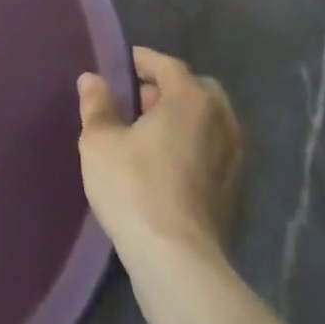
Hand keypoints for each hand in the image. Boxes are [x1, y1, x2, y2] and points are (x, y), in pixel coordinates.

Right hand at [77, 46, 242, 261]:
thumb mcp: (100, 140)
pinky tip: (165, 163)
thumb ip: (97, 105)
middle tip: (139, 100)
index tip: (124, 63)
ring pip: (209, 123)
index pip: (169, 65)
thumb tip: (92, 79)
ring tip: (149, 132)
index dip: (144, 60)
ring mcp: (232, 160)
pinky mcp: (233, 194)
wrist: (177, 263)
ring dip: (183, 120)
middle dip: (170, 89)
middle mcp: (220, 122)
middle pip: (197, 90)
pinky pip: (212, 152)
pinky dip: (193, 147)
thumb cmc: (135, 186)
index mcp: (191, 99)